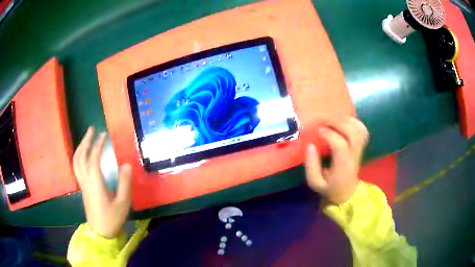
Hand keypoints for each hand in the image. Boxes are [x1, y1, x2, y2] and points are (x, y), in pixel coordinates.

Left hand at [73, 127, 132, 238]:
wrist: (100, 232)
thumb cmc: (112, 218)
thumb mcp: (123, 203)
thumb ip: (125, 183)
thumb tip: (126, 164)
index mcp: (95, 183)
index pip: (94, 159)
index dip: (98, 145)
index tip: (104, 134)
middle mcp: (86, 180)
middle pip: (81, 157)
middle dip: (85, 141)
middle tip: (91, 129)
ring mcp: (82, 184)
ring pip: (76, 162)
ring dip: (80, 148)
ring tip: (86, 138)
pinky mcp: (83, 188)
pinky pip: (77, 167)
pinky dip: (79, 157)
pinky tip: (83, 156)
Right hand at [305, 117, 368, 204]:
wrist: (347, 193)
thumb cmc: (329, 188)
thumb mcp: (315, 183)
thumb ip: (311, 166)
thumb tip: (310, 145)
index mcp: (343, 167)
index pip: (340, 146)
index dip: (329, 134)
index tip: (318, 130)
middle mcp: (354, 156)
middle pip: (352, 133)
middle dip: (338, 122)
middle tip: (324, 120)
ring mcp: (360, 150)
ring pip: (358, 129)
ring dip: (345, 120)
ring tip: (332, 119)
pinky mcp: (361, 146)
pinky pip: (362, 129)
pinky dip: (353, 121)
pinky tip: (343, 121)